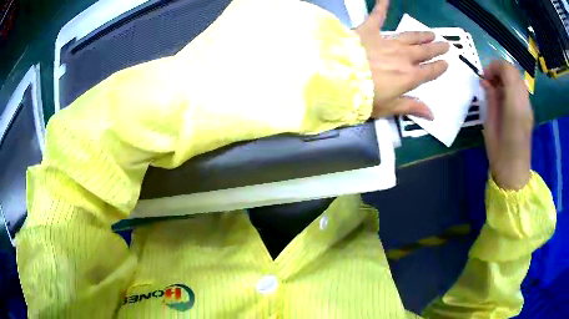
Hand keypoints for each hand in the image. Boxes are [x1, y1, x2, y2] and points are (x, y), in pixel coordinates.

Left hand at [354, 0, 449, 119]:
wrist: (340, 79)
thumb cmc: (365, 97)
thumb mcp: (389, 107)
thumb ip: (411, 107)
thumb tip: (432, 115)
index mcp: (409, 76)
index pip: (429, 71)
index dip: (439, 67)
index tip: (446, 63)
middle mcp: (402, 57)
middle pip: (424, 52)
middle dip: (436, 48)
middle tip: (445, 44)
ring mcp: (387, 41)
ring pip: (409, 37)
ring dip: (421, 35)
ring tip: (431, 33)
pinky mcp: (369, 30)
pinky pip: (377, 16)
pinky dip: (381, 6)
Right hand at [482, 60, 532, 189]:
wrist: (515, 175)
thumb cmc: (499, 155)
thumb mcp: (489, 126)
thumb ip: (490, 100)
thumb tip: (485, 82)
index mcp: (515, 107)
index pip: (508, 71)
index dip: (494, 66)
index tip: (484, 76)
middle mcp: (524, 103)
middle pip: (514, 71)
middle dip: (499, 69)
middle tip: (488, 80)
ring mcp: (528, 107)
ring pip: (518, 79)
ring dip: (505, 77)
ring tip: (495, 88)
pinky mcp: (529, 112)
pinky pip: (521, 89)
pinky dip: (511, 85)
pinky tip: (503, 97)